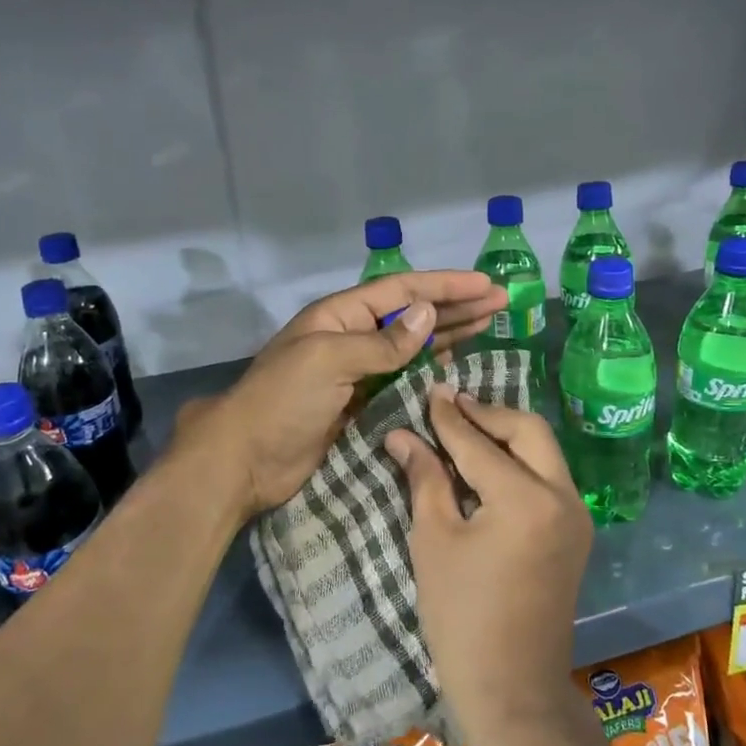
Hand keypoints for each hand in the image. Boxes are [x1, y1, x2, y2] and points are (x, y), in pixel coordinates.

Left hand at [175, 271, 504, 520]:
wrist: (246, 460)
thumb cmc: (283, 401)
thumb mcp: (329, 361)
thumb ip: (382, 342)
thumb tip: (428, 314)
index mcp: (340, 315)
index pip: (402, 291)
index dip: (445, 285)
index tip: (485, 284)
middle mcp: (352, 336)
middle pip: (412, 314)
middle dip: (455, 307)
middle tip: (500, 304)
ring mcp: (357, 371)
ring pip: (411, 345)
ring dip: (448, 334)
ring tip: (487, 326)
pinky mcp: (361, 403)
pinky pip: (403, 378)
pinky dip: (430, 369)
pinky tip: (454, 363)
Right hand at [386, 389, 592, 741]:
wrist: (513, 687)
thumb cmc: (461, 616)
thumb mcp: (434, 541)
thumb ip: (424, 479)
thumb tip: (402, 435)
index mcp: (525, 499)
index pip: (479, 443)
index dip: (448, 417)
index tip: (429, 391)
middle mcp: (562, 496)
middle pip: (528, 431)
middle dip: (489, 413)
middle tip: (451, 405)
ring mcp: (576, 515)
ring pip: (544, 451)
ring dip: (507, 434)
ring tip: (467, 426)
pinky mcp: (576, 533)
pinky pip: (549, 477)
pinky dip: (521, 461)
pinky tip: (489, 464)